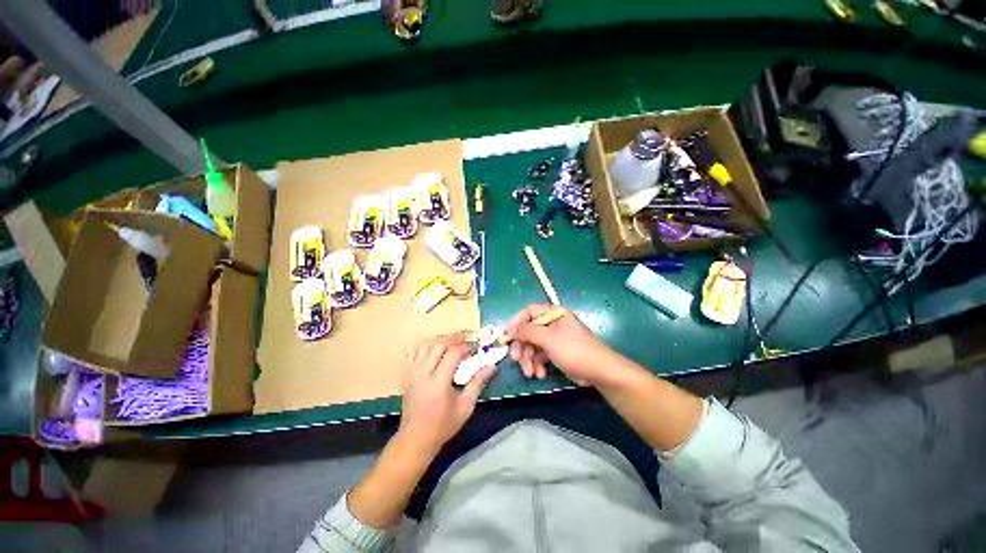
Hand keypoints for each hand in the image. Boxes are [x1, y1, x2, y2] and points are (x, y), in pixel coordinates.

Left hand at [398, 331, 496, 454]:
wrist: (416, 437)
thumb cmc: (443, 424)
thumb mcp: (465, 406)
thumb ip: (478, 383)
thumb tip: (492, 366)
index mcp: (438, 383)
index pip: (452, 354)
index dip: (466, 346)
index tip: (477, 345)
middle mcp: (423, 373)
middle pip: (439, 344)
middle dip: (456, 337)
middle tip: (469, 335)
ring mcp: (412, 372)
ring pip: (427, 344)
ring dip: (442, 338)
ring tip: (456, 339)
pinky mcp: (408, 373)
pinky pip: (417, 351)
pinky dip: (429, 344)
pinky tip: (438, 346)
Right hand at [502, 304, 615, 385]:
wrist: (599, 372)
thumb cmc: (573, 350)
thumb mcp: (548, 339)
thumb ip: (527, 331)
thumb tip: (510, 329)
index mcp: (553, 314)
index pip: (529, 311)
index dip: (516, 322)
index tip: (506, 335)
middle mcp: (553, 323)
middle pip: (529, 331)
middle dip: (522, 347)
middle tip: (516, 359)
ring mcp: (555, 338)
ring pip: (533, 345)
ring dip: (529, 359)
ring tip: (530, 373)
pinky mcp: (557, 352)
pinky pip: (541, 355)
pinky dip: (538, 364)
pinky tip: (540, 374)